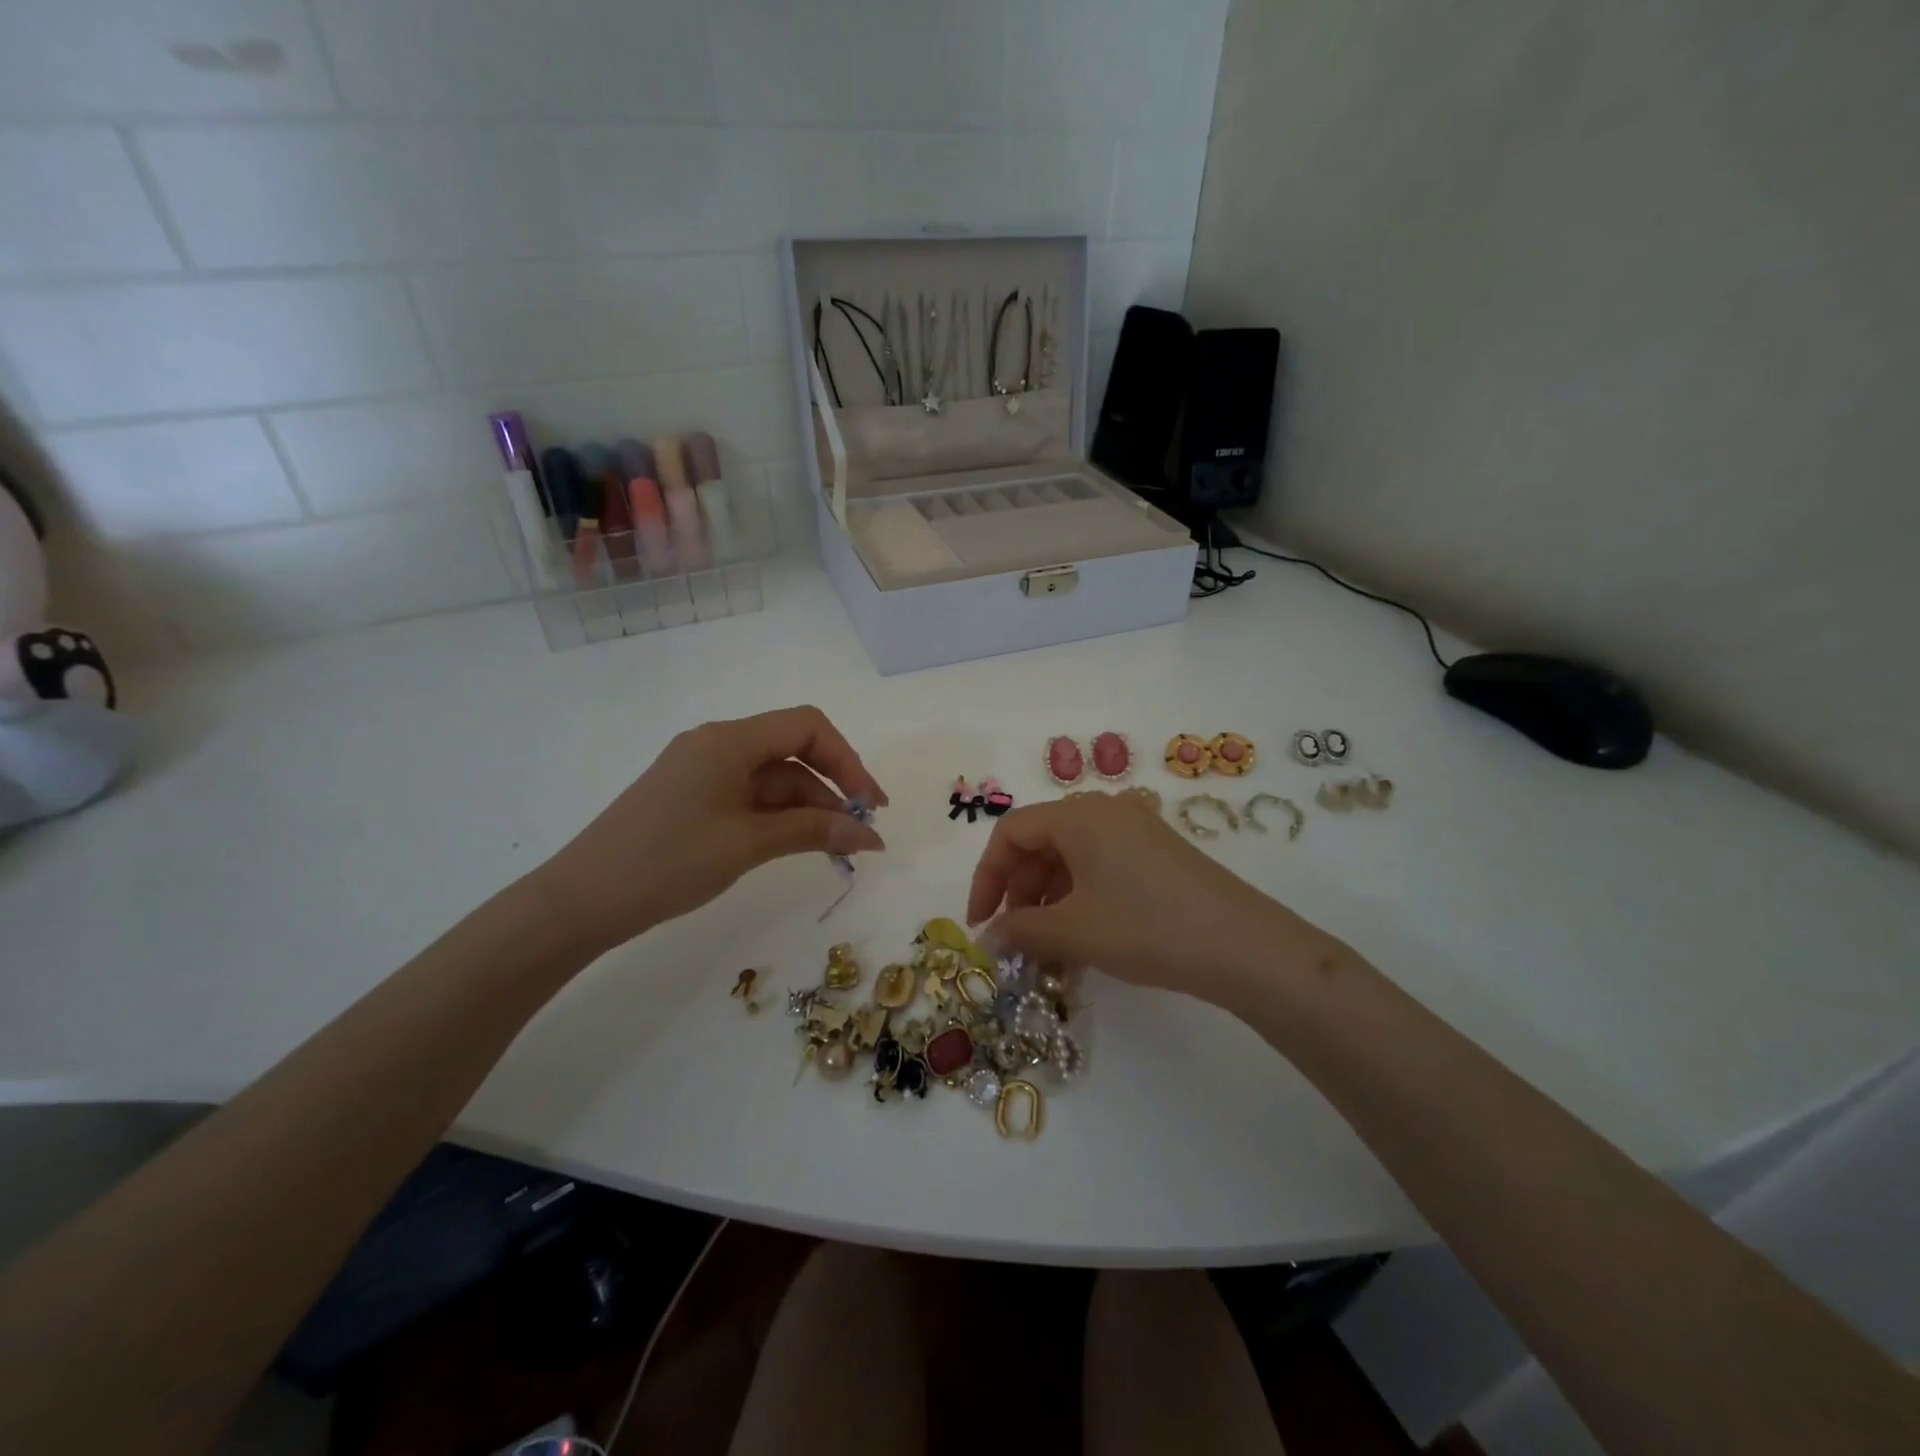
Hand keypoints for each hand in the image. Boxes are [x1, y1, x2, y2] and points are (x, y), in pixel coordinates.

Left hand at [535, 705, 887, 953]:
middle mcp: (718, 744)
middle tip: (862, 832)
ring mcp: (702, 771)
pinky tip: (799, 844)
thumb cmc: (668, 862)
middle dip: (832, 789)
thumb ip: (814, 831)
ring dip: (808, 809)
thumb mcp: (748, 844)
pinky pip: (749, 797)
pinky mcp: (693, 797)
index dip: (847, 760)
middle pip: (792, 753)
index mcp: (729, 740)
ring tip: (838, 848)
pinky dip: (779, 818)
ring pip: (773, 779)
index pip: (807, 727)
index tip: (870, 803)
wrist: (581, 900)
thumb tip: (871, 834)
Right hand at [965, 793, 1334, 1001]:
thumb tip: (988, 936)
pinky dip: (1079, 897)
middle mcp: (1105, 810)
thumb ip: (1020, 930)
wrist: (1242, 946)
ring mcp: (1135, 829)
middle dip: (1018, 890)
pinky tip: (1083, 937)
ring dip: (1048, 898)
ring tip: (1048, 946)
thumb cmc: (1146, 928)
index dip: (986, 877)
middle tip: (1015, 937)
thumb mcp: (1073, 931)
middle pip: (1040, 841)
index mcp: (1078, 815)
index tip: (981, 923)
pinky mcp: (1157, 853)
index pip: (1011, 832)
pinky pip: (1100, 866)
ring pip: (1071, 856)